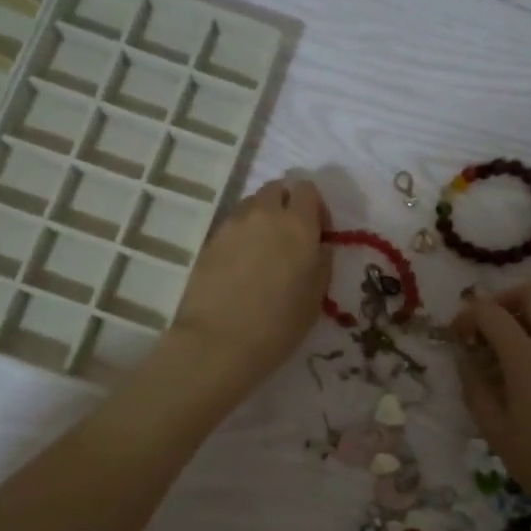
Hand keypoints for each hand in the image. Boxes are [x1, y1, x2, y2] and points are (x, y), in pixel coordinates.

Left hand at [167, 177, 329, 396]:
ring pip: (252, 204)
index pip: (307, 189)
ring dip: (262, 217)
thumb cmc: (279, 324)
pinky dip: (241, 235)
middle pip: (277, 188)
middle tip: (289, 238)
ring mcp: (233, 224)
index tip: (317, 233)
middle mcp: (265, 214)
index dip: (315, 207)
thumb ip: (321, 260)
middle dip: (286, 205)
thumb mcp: (316, 296)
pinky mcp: (210, 239)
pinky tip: (241, 265)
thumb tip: (317, 245)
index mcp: (298, 224)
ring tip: (263, 251)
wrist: (219, 341)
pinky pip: (232, 225)